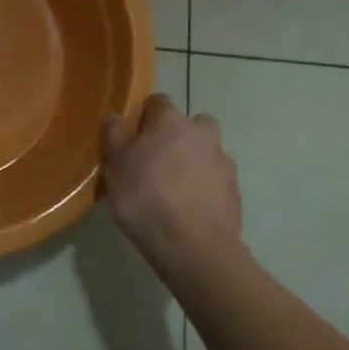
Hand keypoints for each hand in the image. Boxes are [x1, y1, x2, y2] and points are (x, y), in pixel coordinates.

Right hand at [102, 94, 242, 280]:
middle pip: (188, 125)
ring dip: (192, 162)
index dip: (144, 117)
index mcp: (171, 120)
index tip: (132, 139)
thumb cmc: (146, 197)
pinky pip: (215, 179)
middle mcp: (202, 133)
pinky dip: (204, 187)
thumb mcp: (115, 164)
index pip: (157, 102)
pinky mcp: (235, 191)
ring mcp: (224, 162)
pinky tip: (188, 208)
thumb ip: (113, 133)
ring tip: (173, 190)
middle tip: (155, 163)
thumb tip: (115, 116)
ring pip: (205, 152)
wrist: (194, 247)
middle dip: (175, 137)